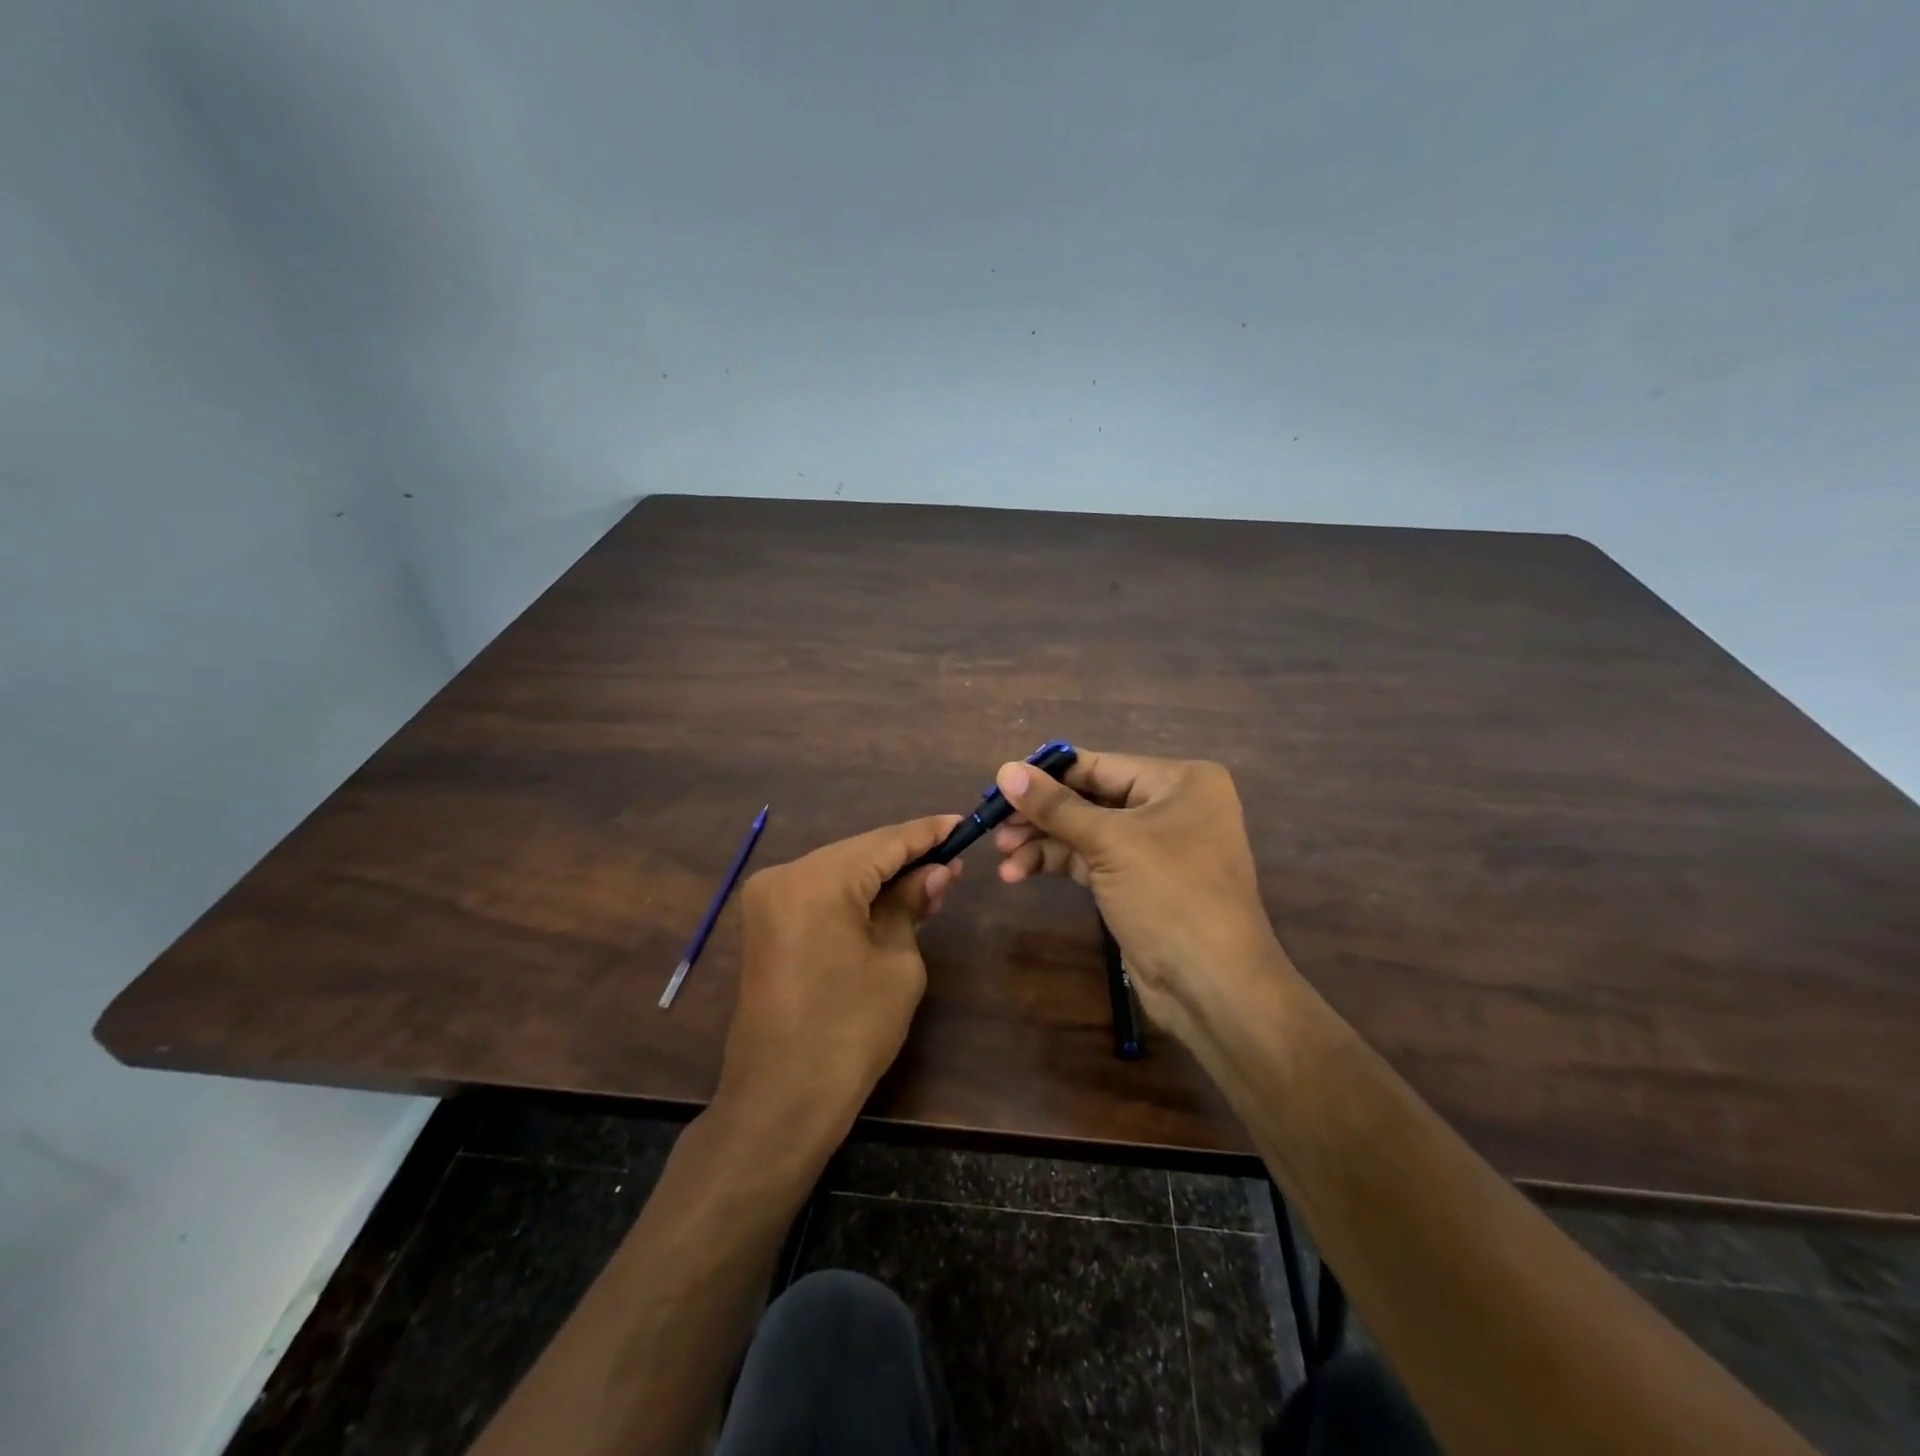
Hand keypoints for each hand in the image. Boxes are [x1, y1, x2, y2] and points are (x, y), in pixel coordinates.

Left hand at [717, 815, 963, 1139]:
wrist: (781, 1101)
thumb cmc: (850, 1031)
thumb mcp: (897, 962)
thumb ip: (912, 904)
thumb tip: (936, 871)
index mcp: (817, 879)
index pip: (885, 841)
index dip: (928, 833)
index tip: (963, 823)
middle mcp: (784, 875)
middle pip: (859, 852)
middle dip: (906, 856)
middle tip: (953, 861)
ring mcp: (768, 899)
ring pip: (839, 871)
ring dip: (882, 876)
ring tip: (931, 879)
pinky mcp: (765, 924)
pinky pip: (820, 893)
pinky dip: (855, 894)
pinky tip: (890, 899)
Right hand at [991, 751, 1282, 1037]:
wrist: (1213, 986)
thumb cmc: (1170, 895)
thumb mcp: (1109, 843)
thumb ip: (1054, 806)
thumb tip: (1004, 769)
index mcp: (1179, 781)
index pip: (1100, 765)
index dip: (1047, 774)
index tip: (1000, 782)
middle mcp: (1171, 806)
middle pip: (1090, 798)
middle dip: (1042, 814)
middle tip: (995, 824)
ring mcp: (1156, 846)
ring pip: (1086, 831)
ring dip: (1043, 842)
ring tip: (1002, 855)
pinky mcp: (1139, 882)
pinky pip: (1091, 860)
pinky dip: (1058, 863)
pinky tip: (1020, 872)